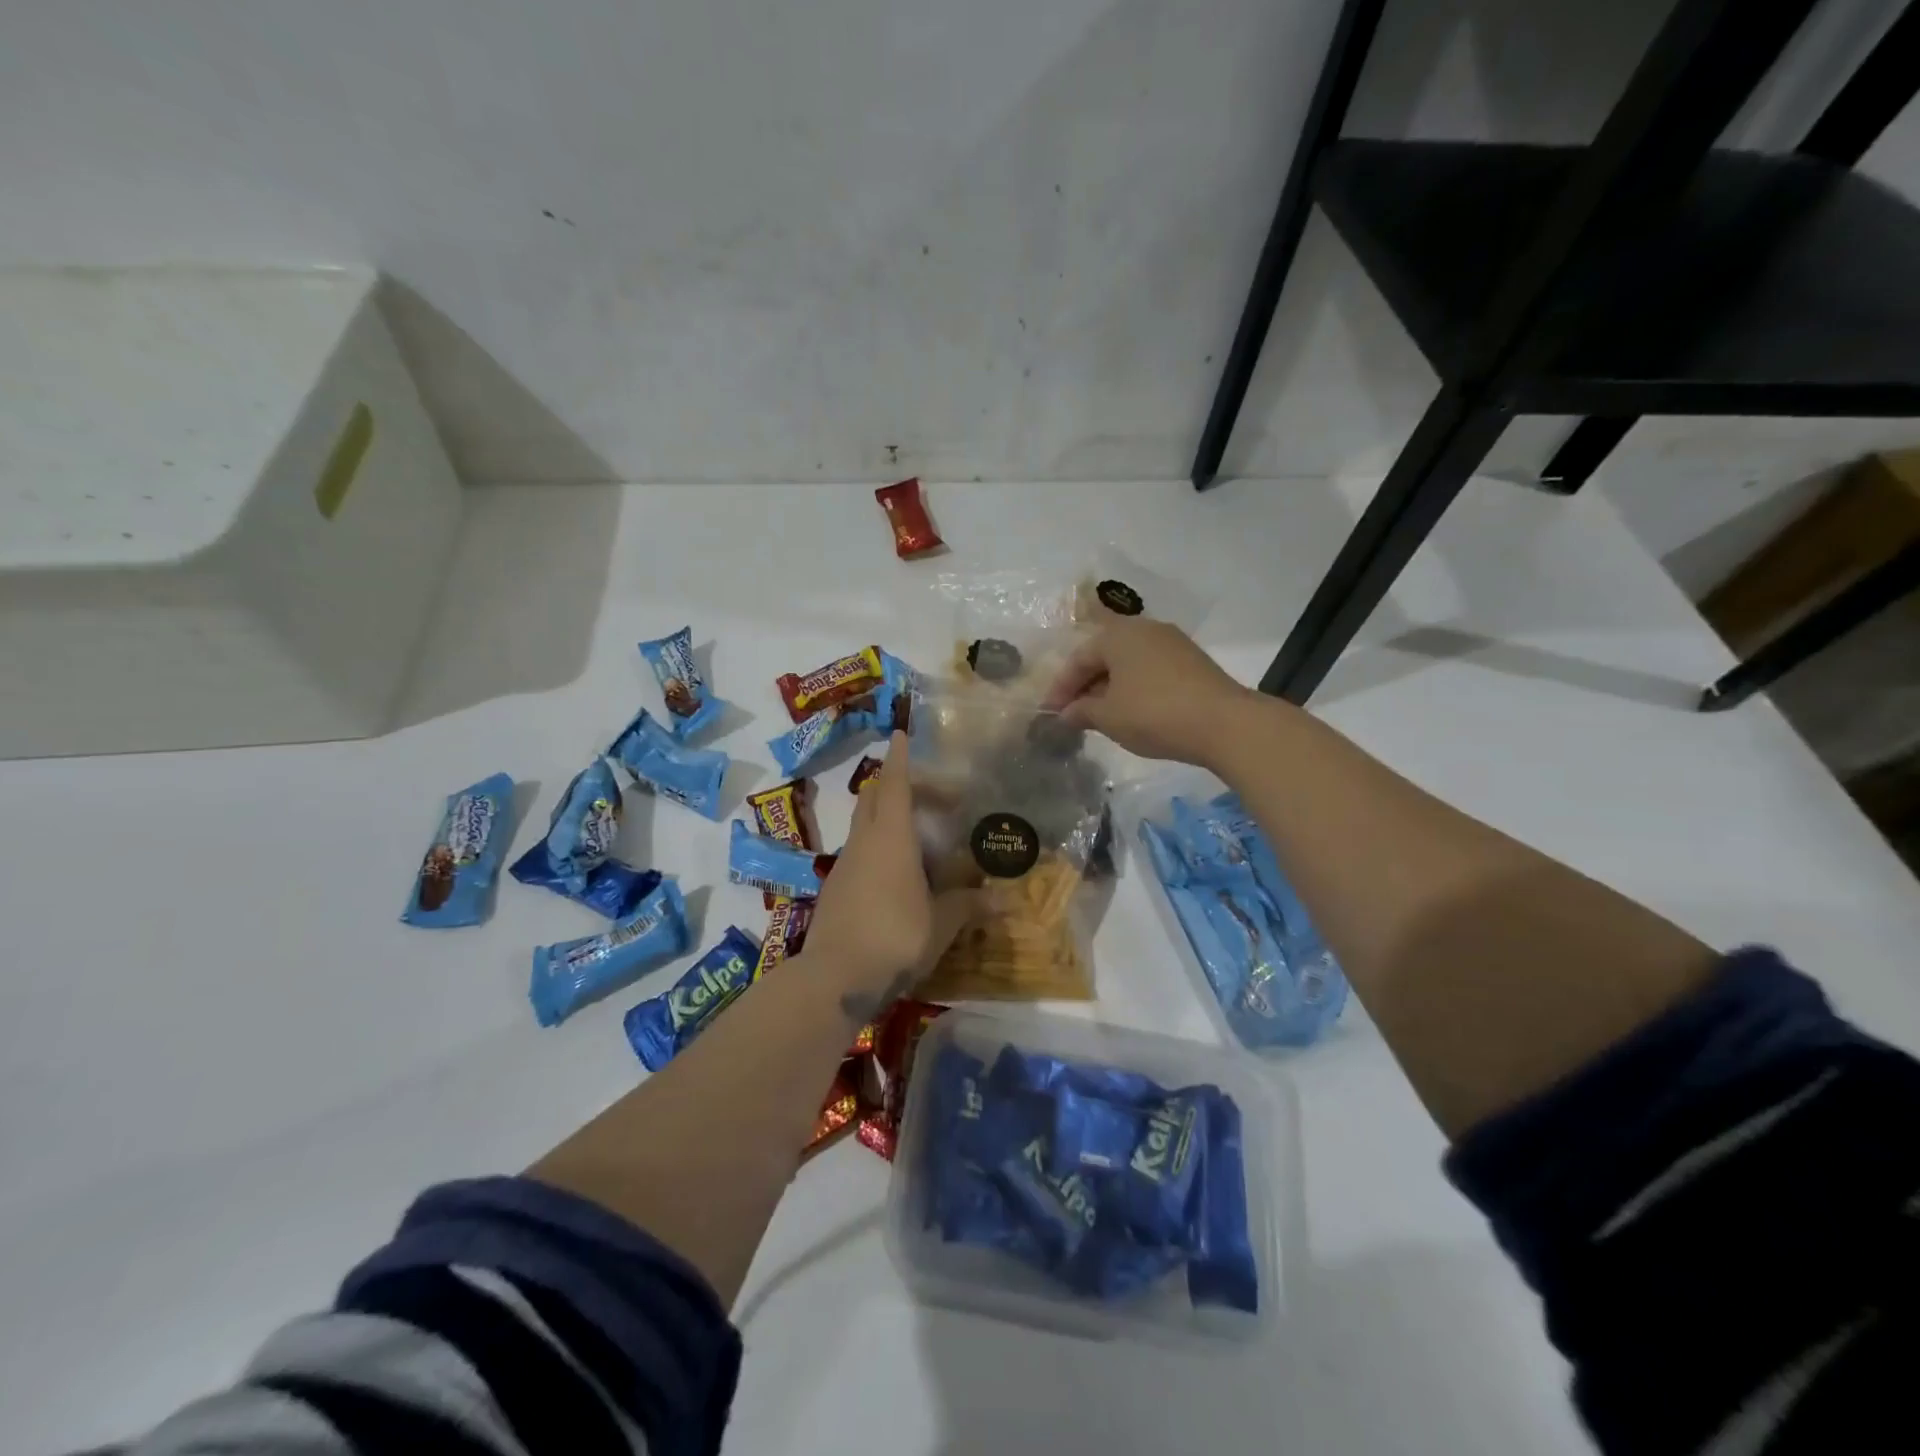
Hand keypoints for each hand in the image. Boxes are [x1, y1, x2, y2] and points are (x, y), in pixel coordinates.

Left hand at [804, 733, 983, 1021]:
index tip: (901, 733)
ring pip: (863, 825)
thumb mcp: (941, 924)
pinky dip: (877, 848)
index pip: (895, 784)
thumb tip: (1003, 899)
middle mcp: (864, 842)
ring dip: (886, 818)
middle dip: (896, 785)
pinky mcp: (835, 889)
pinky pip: (859, 853)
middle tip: (927, 795)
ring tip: (918, 837)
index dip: (900, 758)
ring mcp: (845, 865)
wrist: (834, 979)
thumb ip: (968, 906)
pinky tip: (897, 876)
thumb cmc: (895, 937)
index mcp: (891, 838)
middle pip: (874, 797)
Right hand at [1041, 618, 1256, 766]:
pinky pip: (1150, 670)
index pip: (1078, 658)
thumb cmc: (1154, 714)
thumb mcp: (1108, 717)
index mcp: (1118, 635)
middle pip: (1104, 655)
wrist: (1224, 723)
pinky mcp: (1192, 661)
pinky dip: (1134, 687)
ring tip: (1100, 715)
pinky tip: (1132, 711)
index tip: (1050, 714)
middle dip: (1085, 685)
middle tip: (1073, 714)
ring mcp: (1172, 642)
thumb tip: (1066, 713)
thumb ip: (1081, 711)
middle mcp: (1144, 629)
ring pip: (1129, 663)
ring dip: (1110, 687)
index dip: (1061, 688)